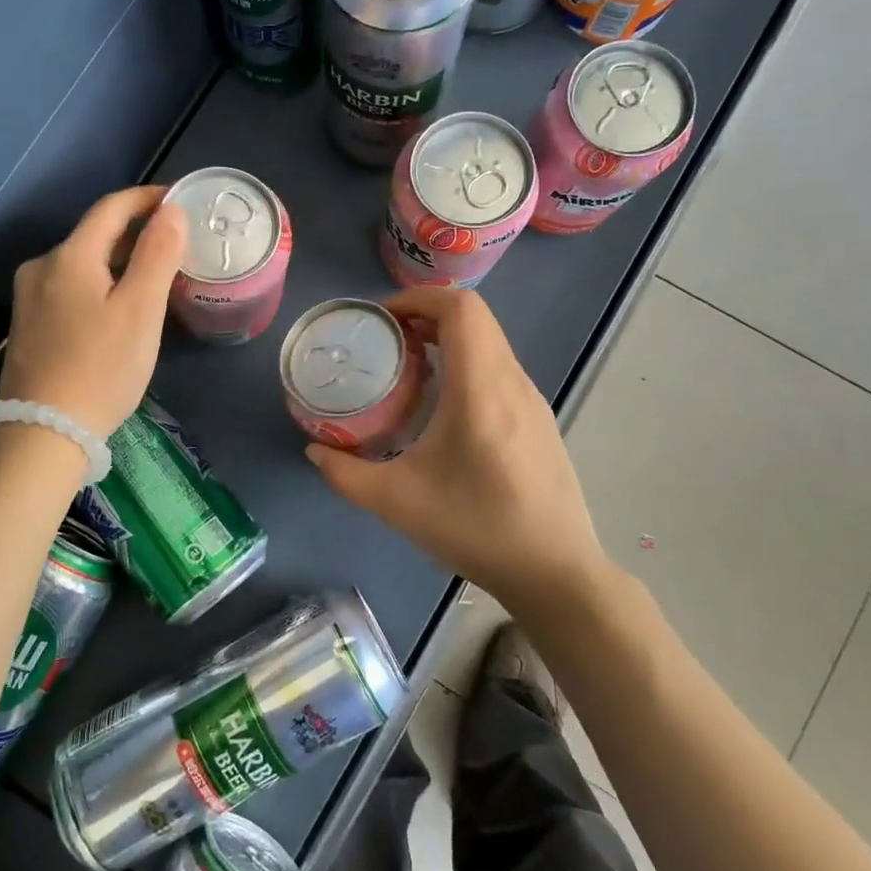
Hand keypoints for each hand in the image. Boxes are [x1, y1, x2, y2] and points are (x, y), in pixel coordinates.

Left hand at [0, 187, 186, 437]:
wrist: (42, 433)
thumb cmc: (101, 368)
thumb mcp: (141, 310)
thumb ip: (158, 254)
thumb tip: (171, 211)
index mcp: (69, 256)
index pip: (112, 207)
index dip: (148, 198)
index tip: (180, 200)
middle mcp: (42, 267)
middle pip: (95, 235)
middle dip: (136, 233)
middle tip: (177, 245)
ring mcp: (30, 297)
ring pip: (83, 264)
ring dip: (119, 261)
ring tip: (155, 276)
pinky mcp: (29, 325)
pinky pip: (71, 288)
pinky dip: (101, 285)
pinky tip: (119, 307)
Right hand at [305, 287, 607, 610]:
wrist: (555, 572)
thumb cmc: (476, 528)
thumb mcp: (397, 502)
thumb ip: (346, 474)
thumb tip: (316, 451)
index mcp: (481, 388)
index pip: (462, 308)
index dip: (419, 298)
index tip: (383, 320)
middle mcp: (512, 382)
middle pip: (475, 319)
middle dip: (426, 315)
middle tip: (386, 342)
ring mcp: (532, 400)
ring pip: (489, 343)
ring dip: (447, 340)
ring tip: (408, 370)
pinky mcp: (539, 420)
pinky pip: (499, 369)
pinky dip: (466, 364)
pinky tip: (442, 408)